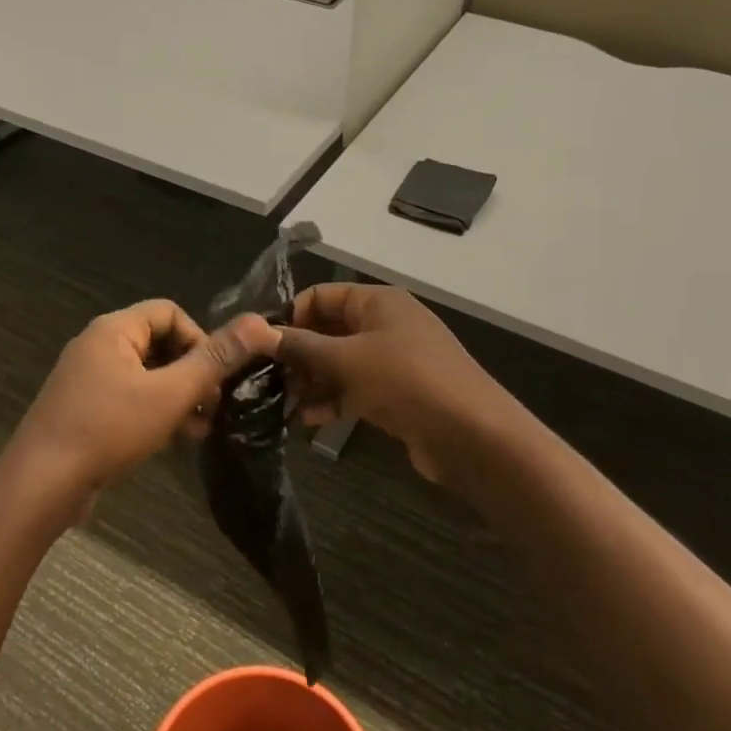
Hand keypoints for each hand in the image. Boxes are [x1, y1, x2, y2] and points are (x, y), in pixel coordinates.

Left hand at [2, 299, 271, 522]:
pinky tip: (174, 440)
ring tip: (200, 427)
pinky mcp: (83, 409)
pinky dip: (154, 411)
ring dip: (177, 396)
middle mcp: (97, 346)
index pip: (170, 312)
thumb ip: (214, 359)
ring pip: (146, 375)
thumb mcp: (170, 393)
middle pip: (159, 343)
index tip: (216, 375)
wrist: (40, 484)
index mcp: (114, 329)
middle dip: (192, 372)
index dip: (200, 338)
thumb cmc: (107, 429)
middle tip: (214, 405)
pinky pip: (128, 398)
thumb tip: (260, 323)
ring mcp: (87, 379)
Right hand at [273, 284, 515, 482]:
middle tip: (268, 380)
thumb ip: (301, 346)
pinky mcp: (397, 394)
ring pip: (340, 364)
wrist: (471, 435)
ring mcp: (392, 361)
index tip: (264, 345)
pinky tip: (309, 421)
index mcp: (378, 303)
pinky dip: (333, 401)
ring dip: (312, 382)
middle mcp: (385, 325)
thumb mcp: (347, 359)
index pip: (323, 296)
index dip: (292, 315)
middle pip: (329, 331)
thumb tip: (258, 332)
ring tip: (283, 404)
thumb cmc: (406, 381)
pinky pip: (355, 390)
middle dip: (299, 355)